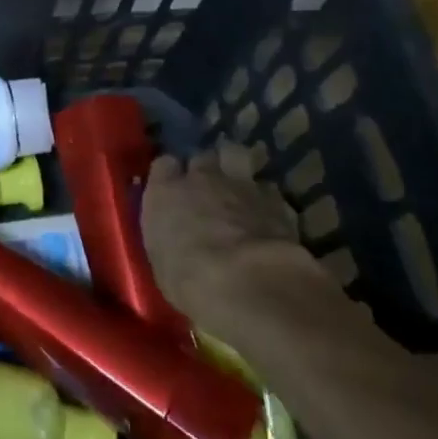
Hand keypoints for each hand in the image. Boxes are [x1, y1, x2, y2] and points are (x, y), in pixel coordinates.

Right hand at [141, 142, 328, 327]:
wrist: (248, 283)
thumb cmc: (190, 279)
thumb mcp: (162, 261)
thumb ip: (167, 235)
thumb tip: (172, 234)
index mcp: (166, 191)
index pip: (164, 165)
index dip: (170, 175)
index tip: (172, 189)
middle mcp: (201, 178)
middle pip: (202, 156)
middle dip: (206, 167)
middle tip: (209, 187)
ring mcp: (241, 185)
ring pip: (237, 155)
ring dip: (237, 166)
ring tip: (239, 186)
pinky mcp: (276, 200)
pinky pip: (268, 188)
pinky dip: (266, 198)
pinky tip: (268, 214)